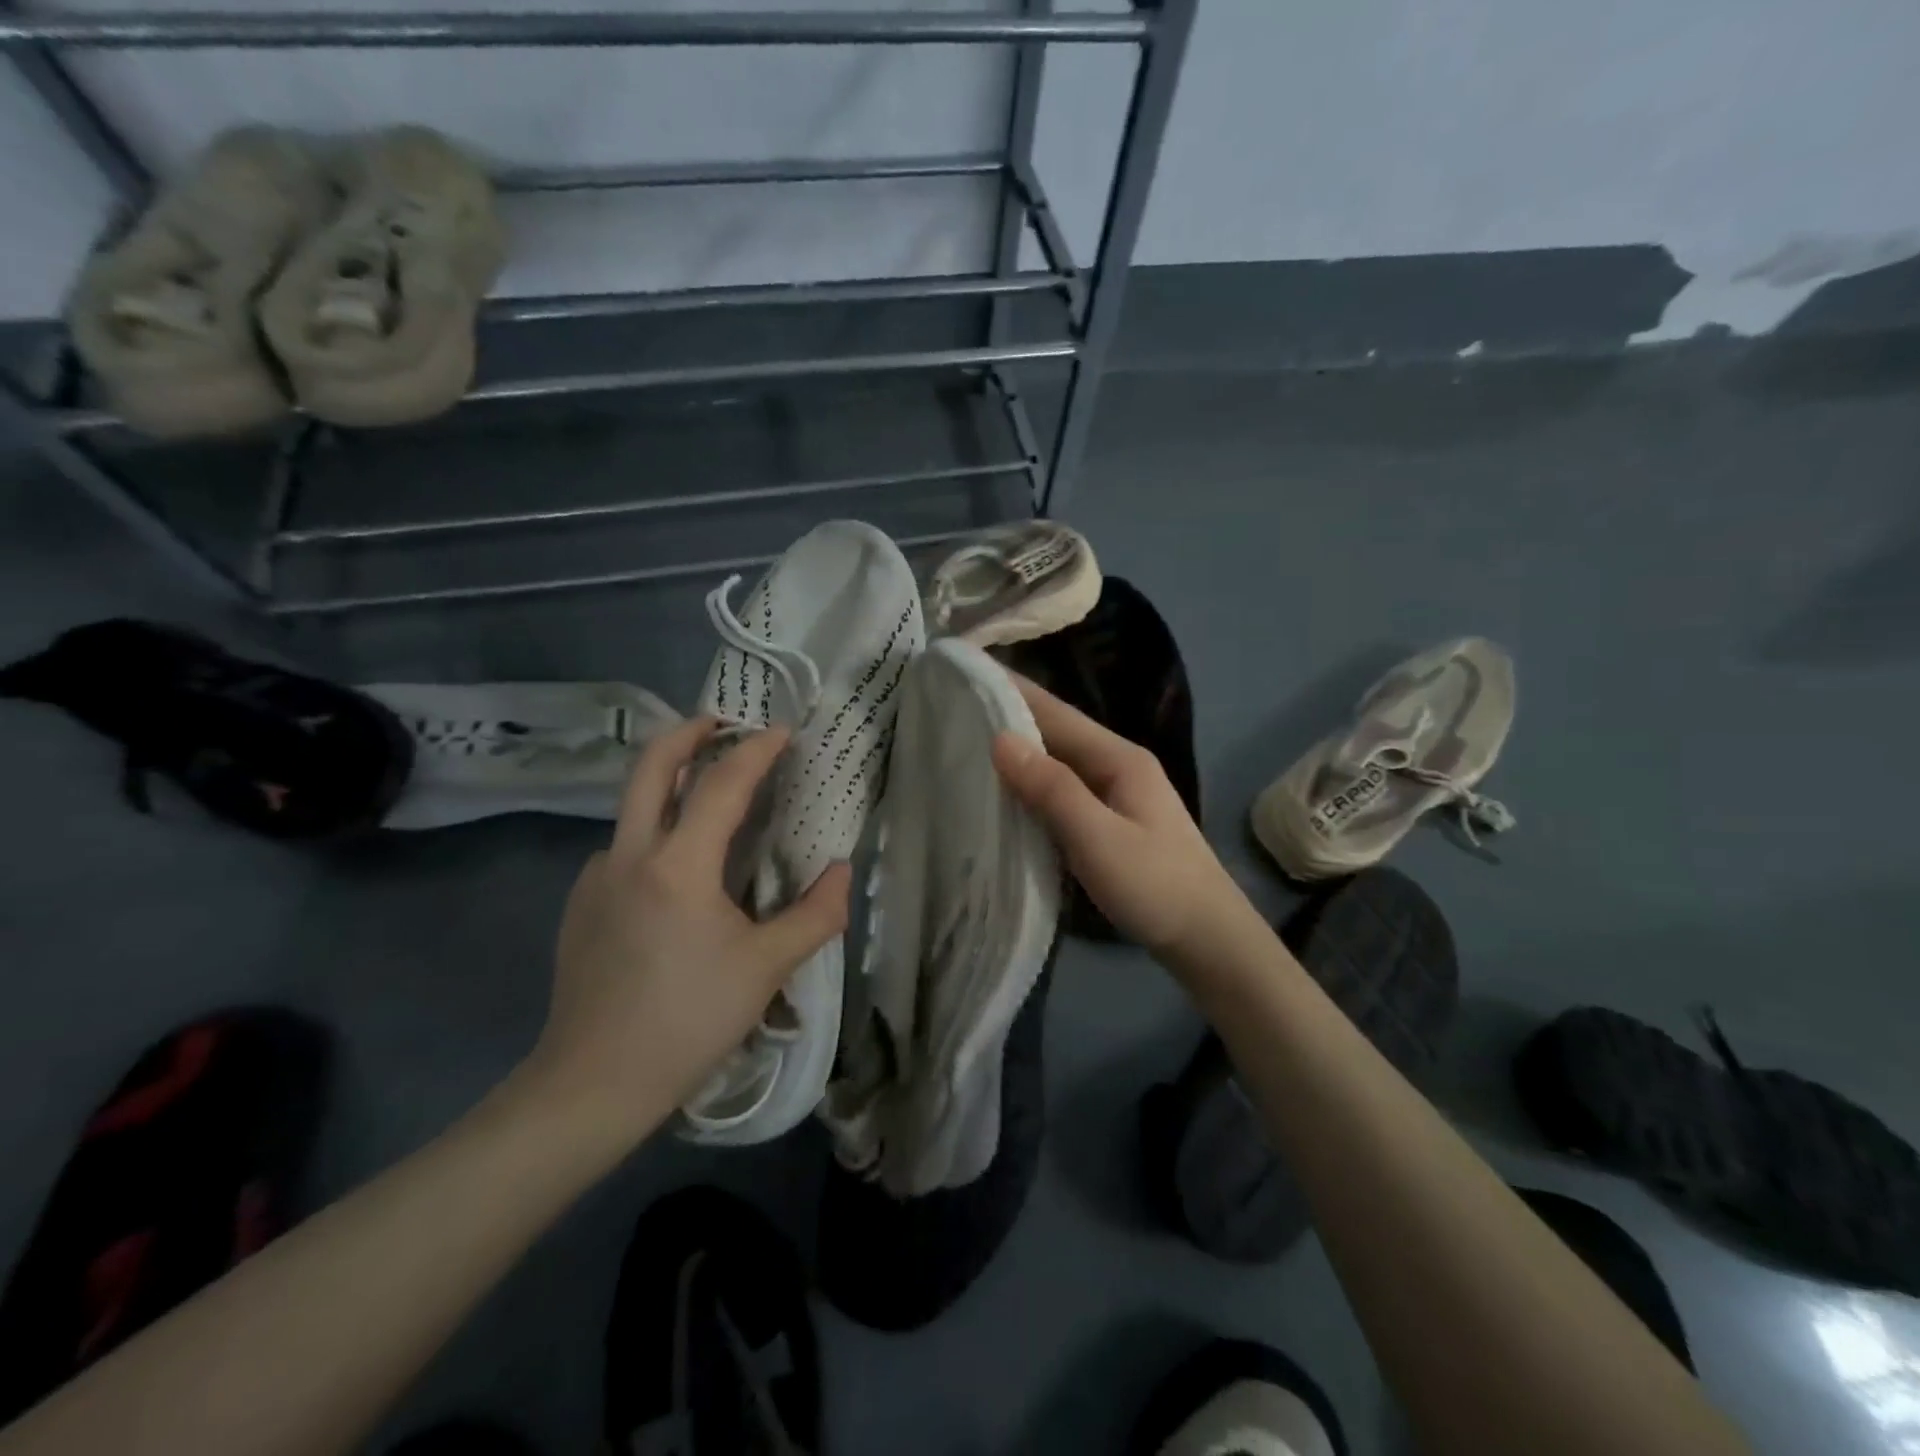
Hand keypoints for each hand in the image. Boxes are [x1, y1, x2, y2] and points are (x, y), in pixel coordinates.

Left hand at [521, 718, 850, 1140]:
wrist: (592, 1083)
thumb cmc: (687, 1021)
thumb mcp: (766, 969)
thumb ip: (815, 915)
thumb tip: (841, 873)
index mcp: (678, 866)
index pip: (720, 784)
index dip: (755, 751)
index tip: (783, 733)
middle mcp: (628, 855)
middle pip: (649, 765)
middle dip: (688, 732)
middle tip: (722, 723)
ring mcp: (596, 877)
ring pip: (633, 807)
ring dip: (671, 785)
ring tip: (713, 803)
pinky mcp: (580, 903)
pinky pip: (624, 848)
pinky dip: (656, 834)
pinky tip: (681, 875)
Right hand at [992, 677, 1253, 966]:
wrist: (1207, 940)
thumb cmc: (1155, 886)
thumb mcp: (1098, 838)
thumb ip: (1051, 789)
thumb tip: (1000, 739)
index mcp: (1119, 758)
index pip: (1056, 712)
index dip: (1012, 690)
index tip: (969, 673)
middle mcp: (1118, 766)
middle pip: (1057, 732)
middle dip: (1010, 716)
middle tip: (955, 707)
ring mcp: (1116, 794)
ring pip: (1058, 762)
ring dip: (1019, 751)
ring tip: (968, 742)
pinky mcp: (1111, 821)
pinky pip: (1062, 791)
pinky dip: (1032, 784)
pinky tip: (1006, 792)